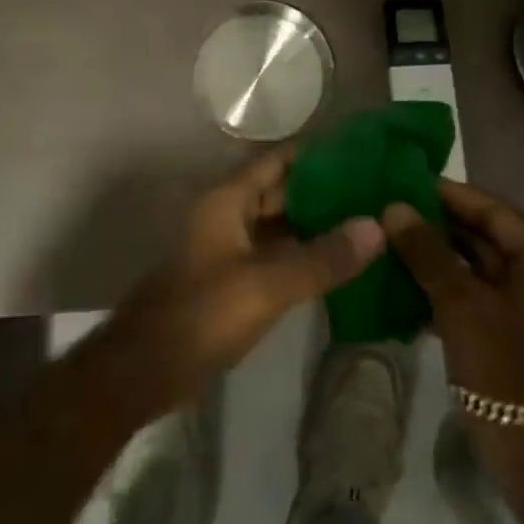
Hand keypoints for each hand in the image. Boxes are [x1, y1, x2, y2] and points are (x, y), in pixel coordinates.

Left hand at [95, 149, 385, 422]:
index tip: (361, 153)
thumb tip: (377, 226)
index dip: (316, 154)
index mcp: (228, 199)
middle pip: (280, 191)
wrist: (145, 370)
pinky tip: (337, 263)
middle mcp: (227, 214)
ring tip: (365, 223)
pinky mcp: (231, 279)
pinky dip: (302, 254)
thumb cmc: (202, 313)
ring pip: (278, 225)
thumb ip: (322, 257)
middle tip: (374, 192)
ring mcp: (228, 247)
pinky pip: (273, 255)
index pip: (277, 160)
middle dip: (323, 191)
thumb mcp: (267, 284)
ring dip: (315, 224)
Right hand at [382, 180, 523, 442]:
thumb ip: (427, 251)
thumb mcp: (460, 305)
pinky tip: (413, 289)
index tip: (405, 182)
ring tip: (395, 245)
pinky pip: (486, 296)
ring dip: (443, 257)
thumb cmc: (507, 373)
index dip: (448, 194)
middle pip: (489, 235)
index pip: (492, 208)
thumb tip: (393, 207)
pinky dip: (454, 289)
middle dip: (441, 225)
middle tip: (393, 214)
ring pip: (485, 267)